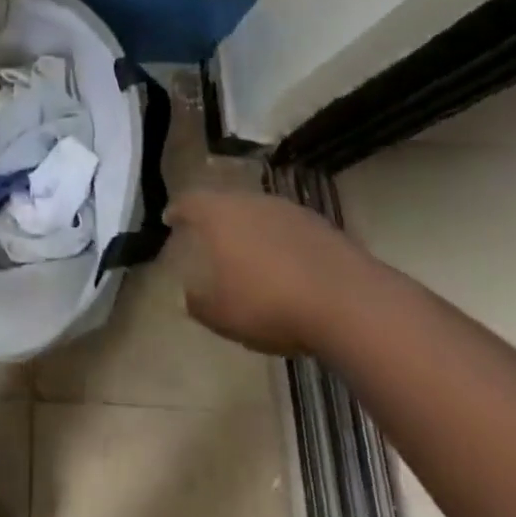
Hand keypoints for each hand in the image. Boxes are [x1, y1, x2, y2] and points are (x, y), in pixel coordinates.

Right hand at [168, 190, 357, 355]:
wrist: (345, 300)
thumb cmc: (269, 304)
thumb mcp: (223, 316)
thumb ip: (200, 303)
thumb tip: (189, 294)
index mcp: (218, 214)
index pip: (189, 202)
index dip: (177, 210)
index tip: (170, 218)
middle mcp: (248, 200)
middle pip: (224, 201)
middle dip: (215, 217)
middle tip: (208, 236)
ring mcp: (285, 208)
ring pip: (257, 211)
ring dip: (250, 228)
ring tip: (249, 253)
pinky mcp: (317, 223)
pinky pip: (286, 227)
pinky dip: (279, 240)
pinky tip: (285, 265)